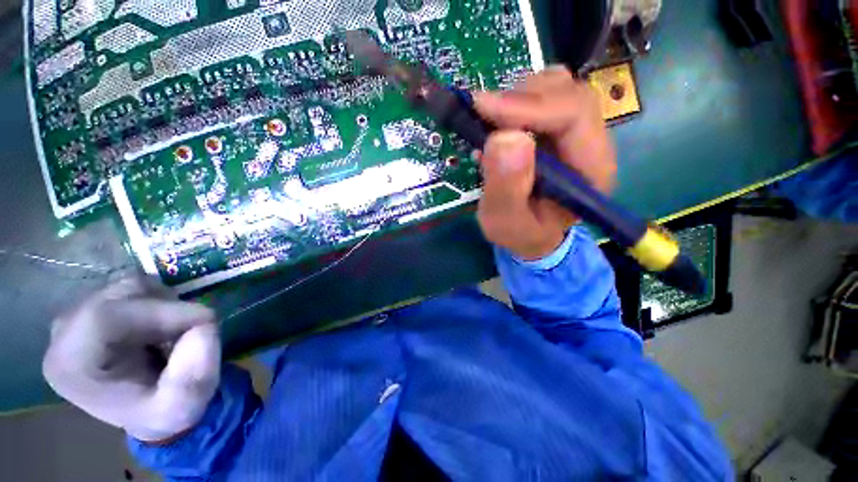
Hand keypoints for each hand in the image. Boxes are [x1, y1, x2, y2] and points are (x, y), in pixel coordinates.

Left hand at [42, 276, 220, 442]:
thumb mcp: (182, 407)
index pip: (105, 315)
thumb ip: (190, 378)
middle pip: (118, 295)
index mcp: (70, 364)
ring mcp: (79, 317)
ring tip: (176, 331)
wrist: (152, 411)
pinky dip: (160, 300)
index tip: (203, 322)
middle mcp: (63, 334)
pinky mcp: (96, 308)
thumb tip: (202, 328)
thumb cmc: (163, 413)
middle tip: (192, 328)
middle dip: (167, 307)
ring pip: (129, 286)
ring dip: (166, 303)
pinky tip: (164, 325)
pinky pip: (134, 288)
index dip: (160, 312)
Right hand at [473, 66, 616, 259]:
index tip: (484, 109)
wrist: (529, 232)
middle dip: (520, 98)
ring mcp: (575, 132)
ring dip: (516, 98)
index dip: (529, 106)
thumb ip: (507, 188)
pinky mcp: (556, 129)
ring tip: (489, 122)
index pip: (574, 114)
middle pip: (567, 92)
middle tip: (482, 114)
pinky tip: (497, 125)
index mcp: (591, 169)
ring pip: (554, 87)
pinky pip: (539, 96)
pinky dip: (513, 102)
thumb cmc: (521, 232)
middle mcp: (591, 143)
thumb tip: (504, 138)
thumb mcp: (506, 222)